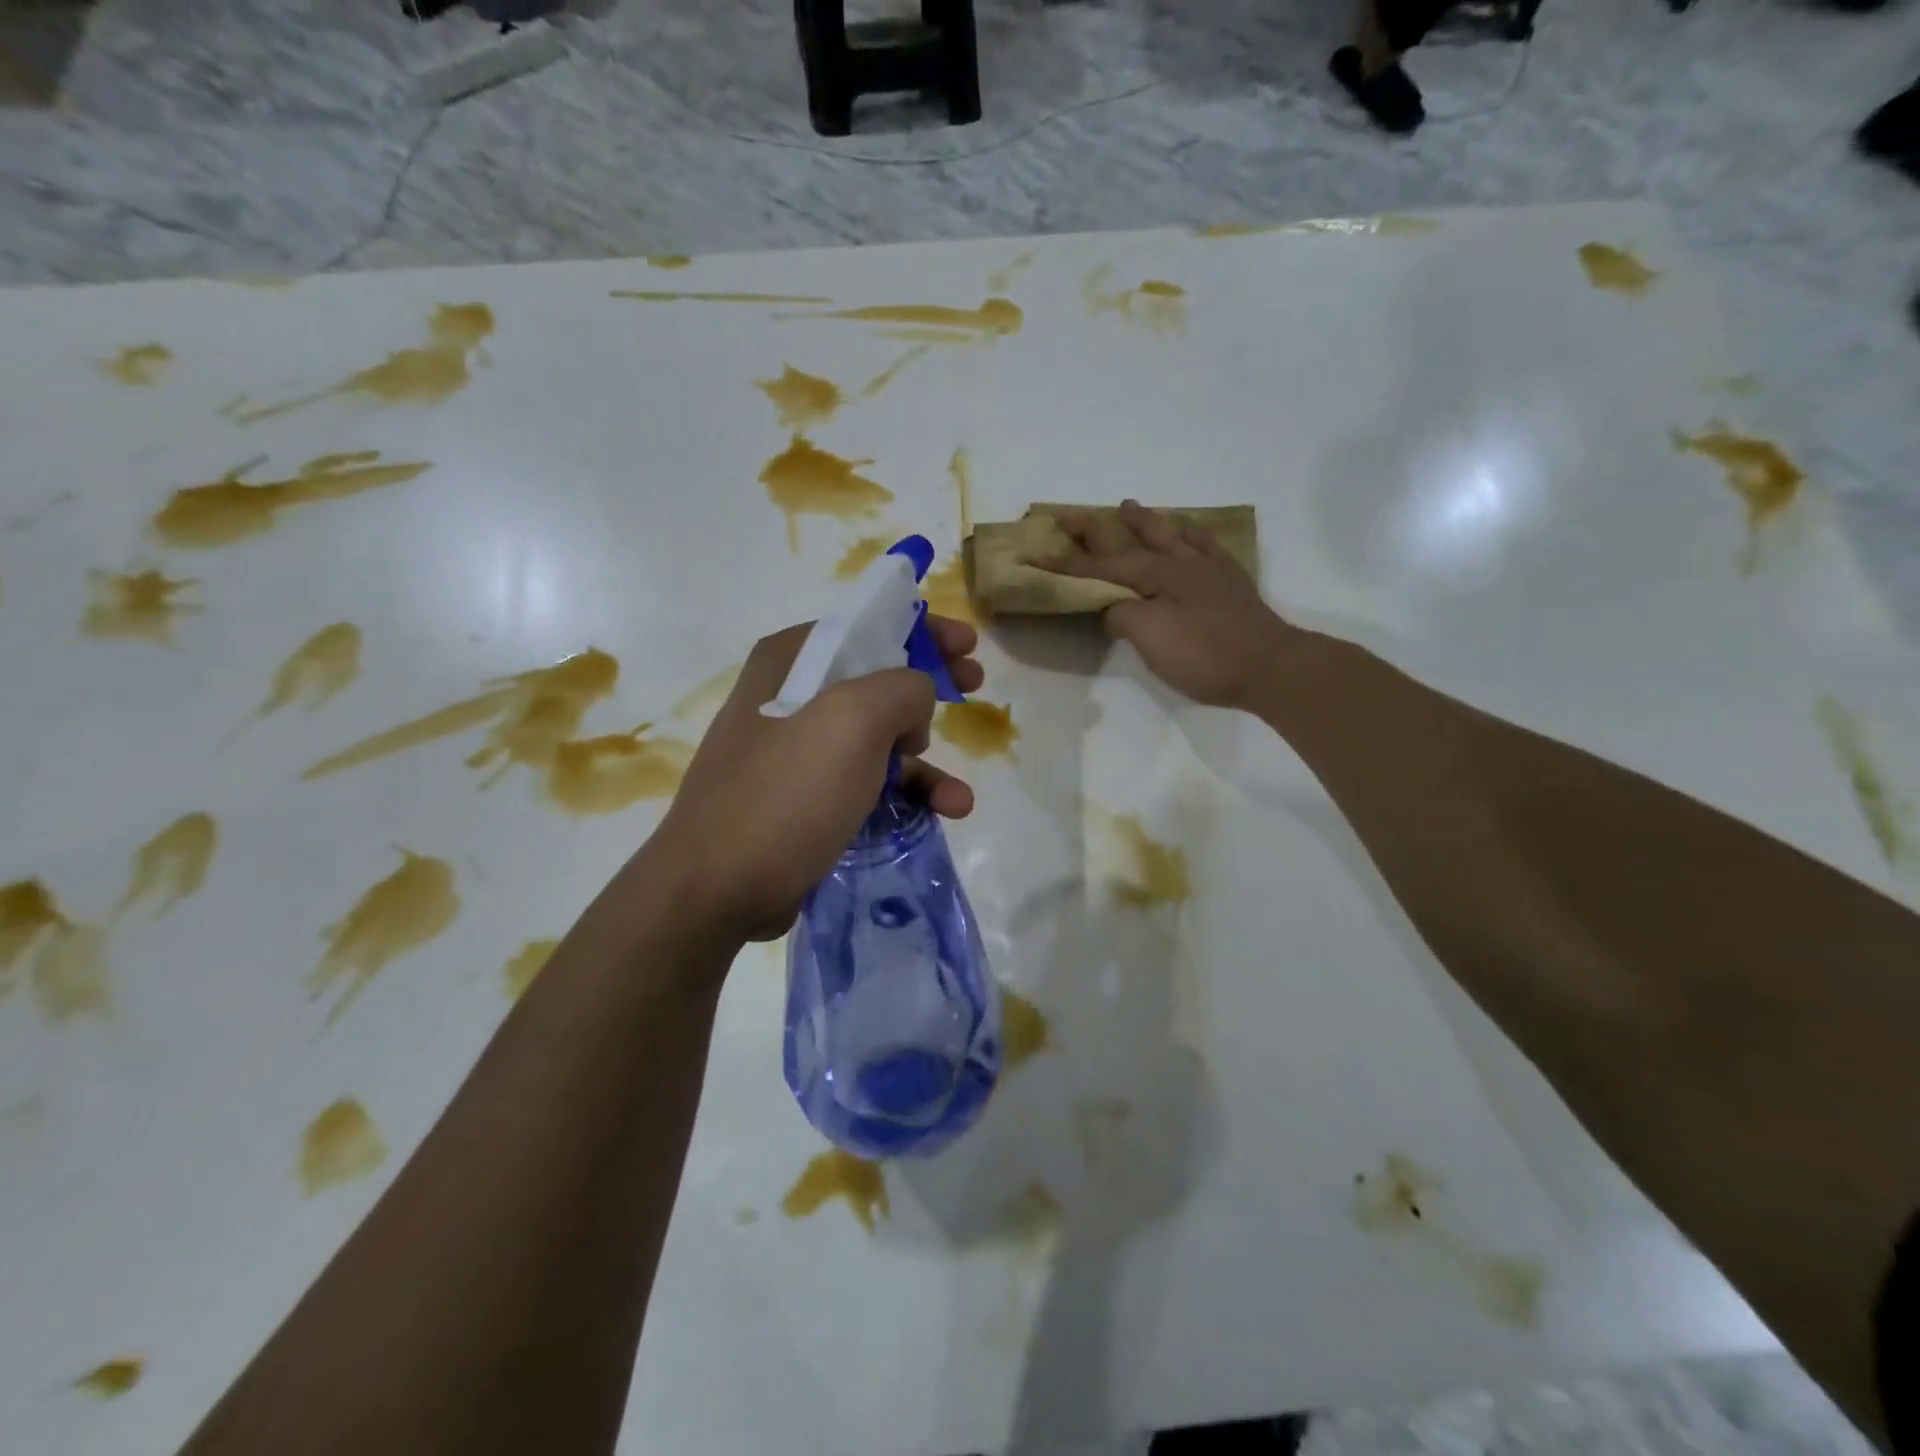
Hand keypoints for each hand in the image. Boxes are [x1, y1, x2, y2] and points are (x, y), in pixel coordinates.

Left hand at [647, 617, 982, 946]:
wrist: (717, 888)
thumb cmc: (786, 792)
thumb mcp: (853, 721)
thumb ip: (902, 689)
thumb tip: (916, 700)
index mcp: (791, 661)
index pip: (865, 625)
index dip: (921, 630)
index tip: (966, 645)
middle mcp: (790, 697)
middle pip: (877, 679)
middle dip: (929, 689)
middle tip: (973, 687)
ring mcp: (797, 752)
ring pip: (877, 739)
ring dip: (924, 762)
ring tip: (956, 796)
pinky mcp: (805, 799)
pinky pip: (866, 783)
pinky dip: (905, 796)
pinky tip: (940, 815)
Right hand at [1045, 500, 1307, 711]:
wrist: (1269, 666)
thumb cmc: (1203, 654)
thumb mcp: (1149, 638)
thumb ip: (1123, 616)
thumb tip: (1115, 608)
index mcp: (1154, 576)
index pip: (1099, 567)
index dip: (1064, 563)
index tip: (1033, 555)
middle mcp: (1178, 564)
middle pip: (1130, 540)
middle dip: (1096, 529)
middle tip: (1070, 514)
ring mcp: (1207, 570)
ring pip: (1169, 535)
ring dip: (1144, 521)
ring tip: (1128, 505)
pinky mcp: (1231, 583)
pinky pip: (1207, 546)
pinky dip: (1193, 534)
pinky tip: (1189, 531)